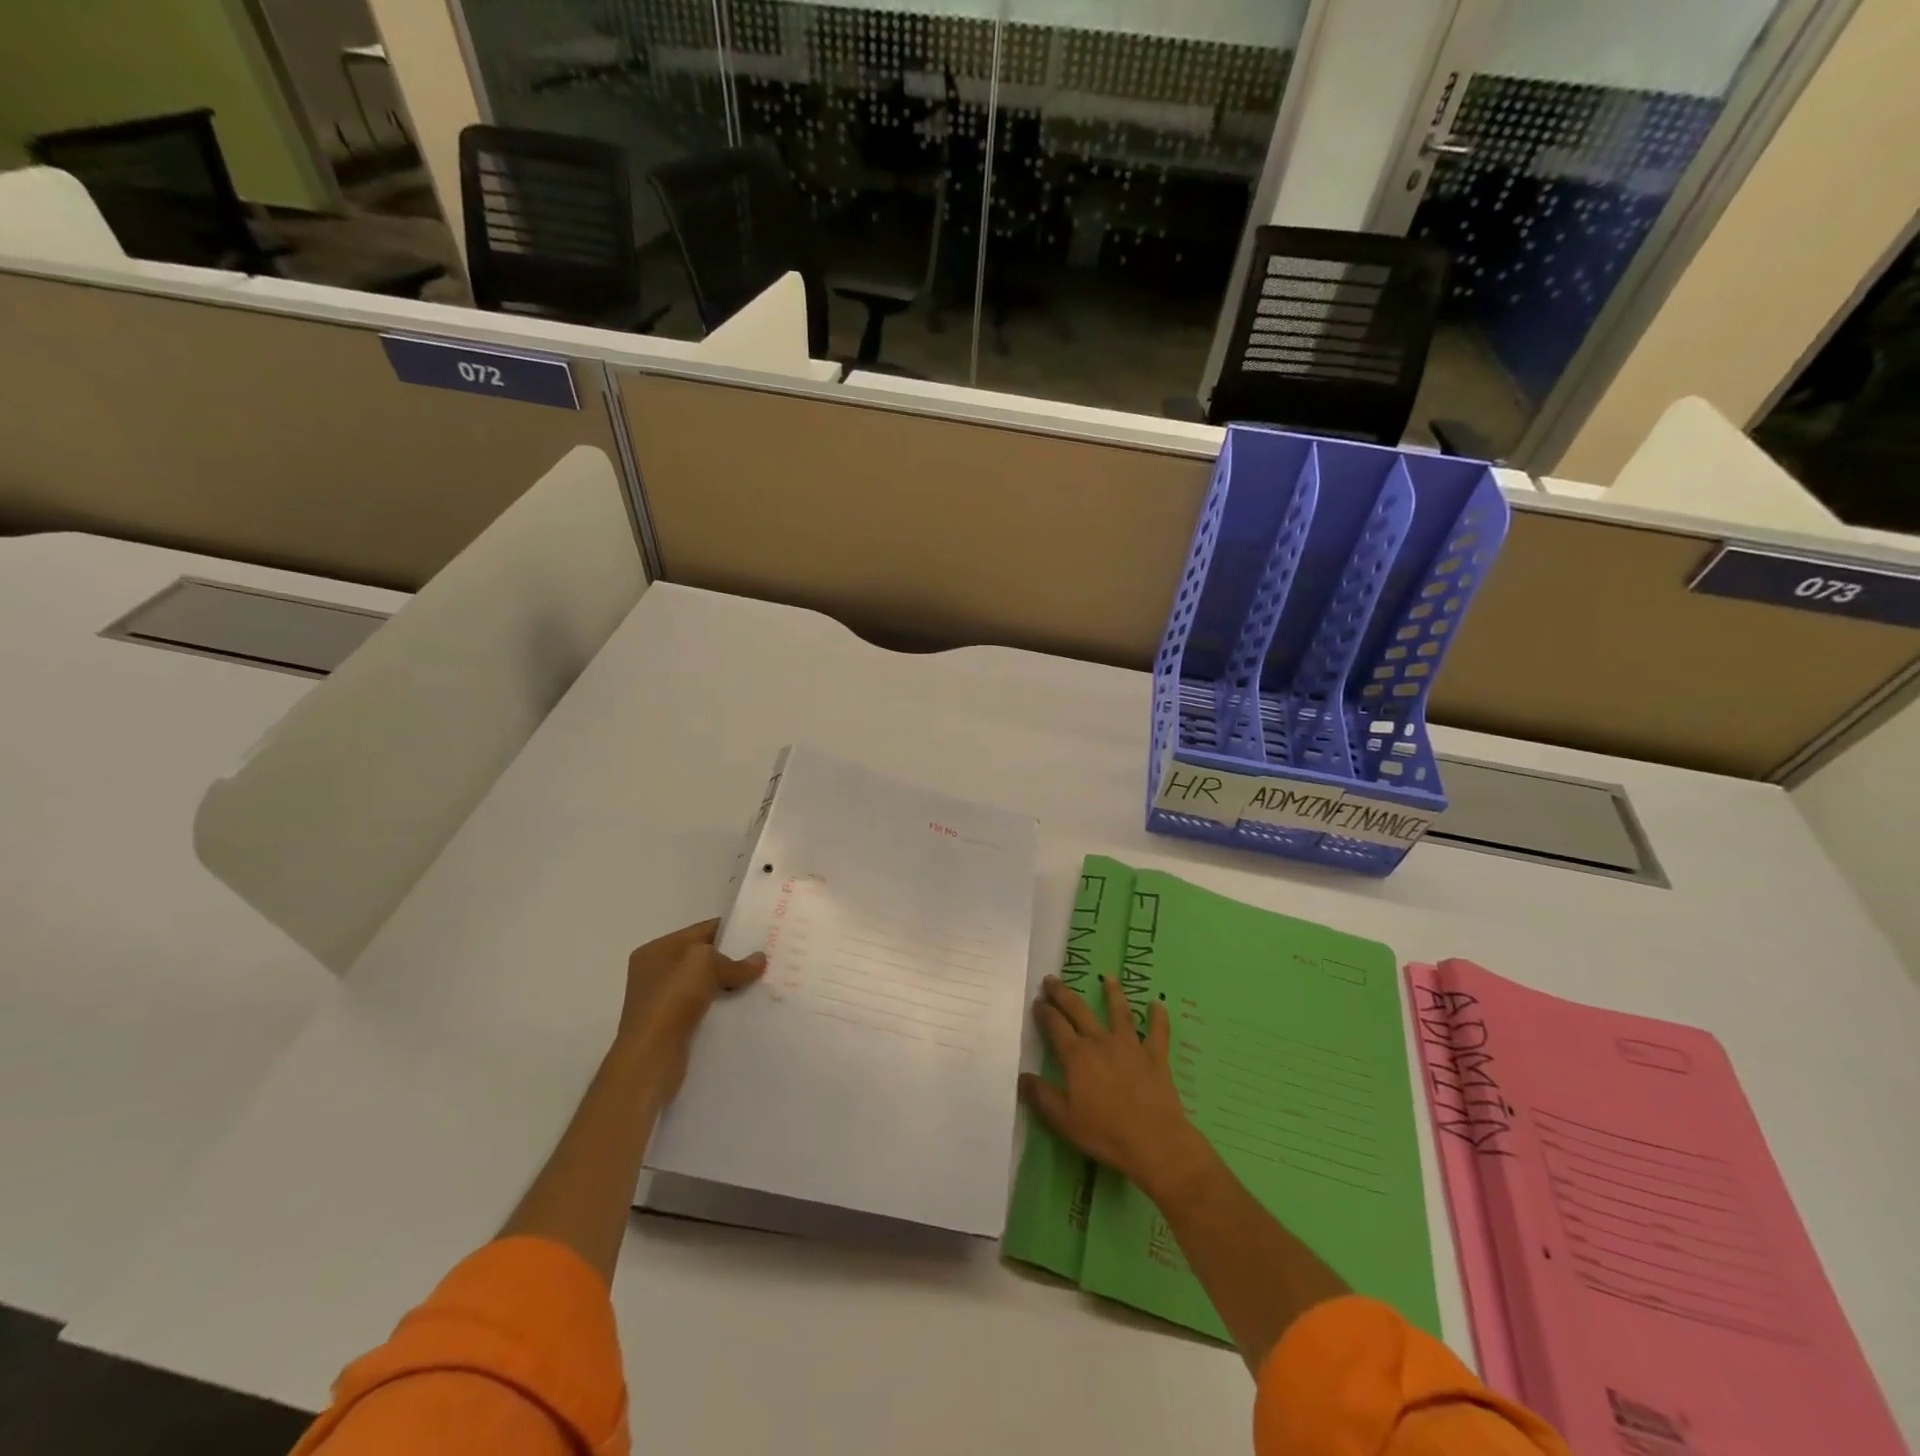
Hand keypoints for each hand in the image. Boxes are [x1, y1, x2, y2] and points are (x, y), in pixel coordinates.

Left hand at [614, 918, 765, 1098]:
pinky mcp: (671, 1026)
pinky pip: (704, 1007)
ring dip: (729, 984)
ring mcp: (662, 1001)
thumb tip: (758, 960)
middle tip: (766, 959)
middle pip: (703, 958)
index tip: (761, 933)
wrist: (650, 1059)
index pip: (700, 931)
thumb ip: (734, 961)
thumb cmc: (671, 1000)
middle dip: (733, 959)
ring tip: (761, 982)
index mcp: (656, 951)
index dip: (731, 930)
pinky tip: (745, 1007)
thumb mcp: (704, 964)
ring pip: (705, 984)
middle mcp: (655, 973)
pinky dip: (722, 1006)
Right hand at [1018, 974, 1207, 1199]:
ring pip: (1120, 1013)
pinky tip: (1158, 1003)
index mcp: (1077, 1056)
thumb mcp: (1063, 1119)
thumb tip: (1021, 1076)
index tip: (1037, 1000)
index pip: (1056, 1026)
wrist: (1153, 1141)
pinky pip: (1158, 1032)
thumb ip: (1041, 1095)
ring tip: (1109, 977)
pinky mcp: (1156, 1057)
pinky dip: (1159, 1017)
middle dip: (1064, 994)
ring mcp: (1131, 1046)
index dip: (1045, 1012)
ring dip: (1113, 994)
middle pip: (1080, 1011)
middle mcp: (1101, 1042)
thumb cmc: (1104, 1132)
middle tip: (1052, 979)